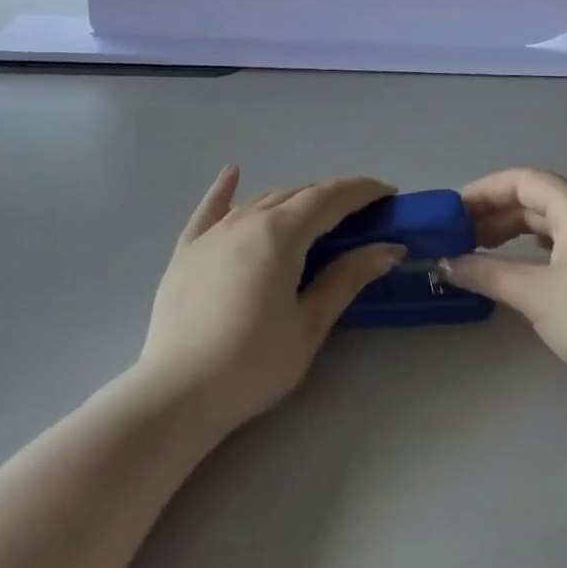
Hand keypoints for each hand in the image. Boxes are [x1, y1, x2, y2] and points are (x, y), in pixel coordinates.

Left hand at [135, 168, 405, 432]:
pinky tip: (232, 174)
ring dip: (293, 201)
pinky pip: (210, 210)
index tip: (389, 194)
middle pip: (297, 195)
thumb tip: (388, 248)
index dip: (362, 191)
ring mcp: (212, 233)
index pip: (330, 198)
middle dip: (332, 199)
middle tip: (360, 217)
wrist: (177, 393)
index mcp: (281, 233)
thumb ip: (347, 278)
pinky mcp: (187, 250)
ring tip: (315, 216)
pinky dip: (225, 190)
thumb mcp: (310, 324)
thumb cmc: (253, 363)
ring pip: (261, 201)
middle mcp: (246, 219)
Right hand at [442, 168, 566, 412]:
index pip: (522, 180)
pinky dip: (532, 250)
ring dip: (511, 233)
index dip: (482, 191)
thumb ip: (487, 273)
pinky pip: (562, 245)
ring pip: (548, 224)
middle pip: (534, 199)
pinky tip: (515, 266)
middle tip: (456, 238)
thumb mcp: (536, 295)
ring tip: (477, 251)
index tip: (450, 213)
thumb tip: (446, 263)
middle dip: (493, 214)